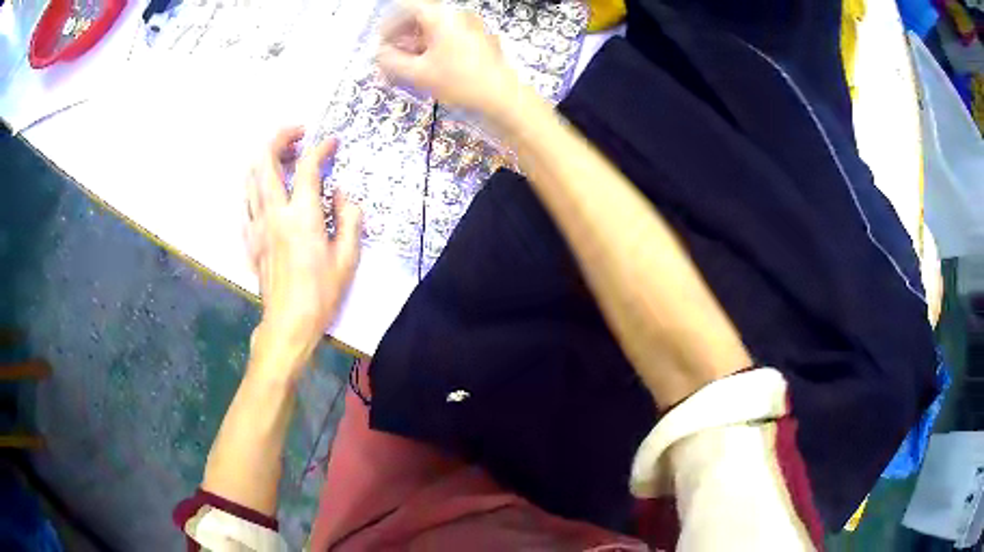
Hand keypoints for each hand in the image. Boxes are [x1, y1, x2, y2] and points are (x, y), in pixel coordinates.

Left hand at [244, 128, 361, 377]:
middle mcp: (274, 212)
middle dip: (280, 137)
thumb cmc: (321, 293)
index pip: (308, 167)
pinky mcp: (248, 238)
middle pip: (266, 160)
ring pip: (250, 177)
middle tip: (298, 134)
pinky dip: (255, 186)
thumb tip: (342, 194)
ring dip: (265, 158)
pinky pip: (245, 201)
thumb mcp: (348, 257)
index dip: (322, 148)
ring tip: (283, 157)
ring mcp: (256, 224)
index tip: (332, 143)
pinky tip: (266, 190)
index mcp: (302, 216)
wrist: (288, 323)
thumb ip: (349, 218)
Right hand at [377, 0, 517, 116]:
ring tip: (408, 64)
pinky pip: (450, 35)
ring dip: (417, 42)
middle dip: (402, 35)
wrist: (503, 95)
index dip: (390, 23)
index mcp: (441, 16)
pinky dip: (434, 46)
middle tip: (392, 55)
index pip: (408, 7)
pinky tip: (429, 65)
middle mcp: (457, 15)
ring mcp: (471, 25)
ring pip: (436, 27)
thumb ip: (392, 61)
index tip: (382, 41)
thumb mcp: (418, 73)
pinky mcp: (479, 38)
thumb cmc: (459, 81)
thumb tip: (380, 54)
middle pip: (422, 17)